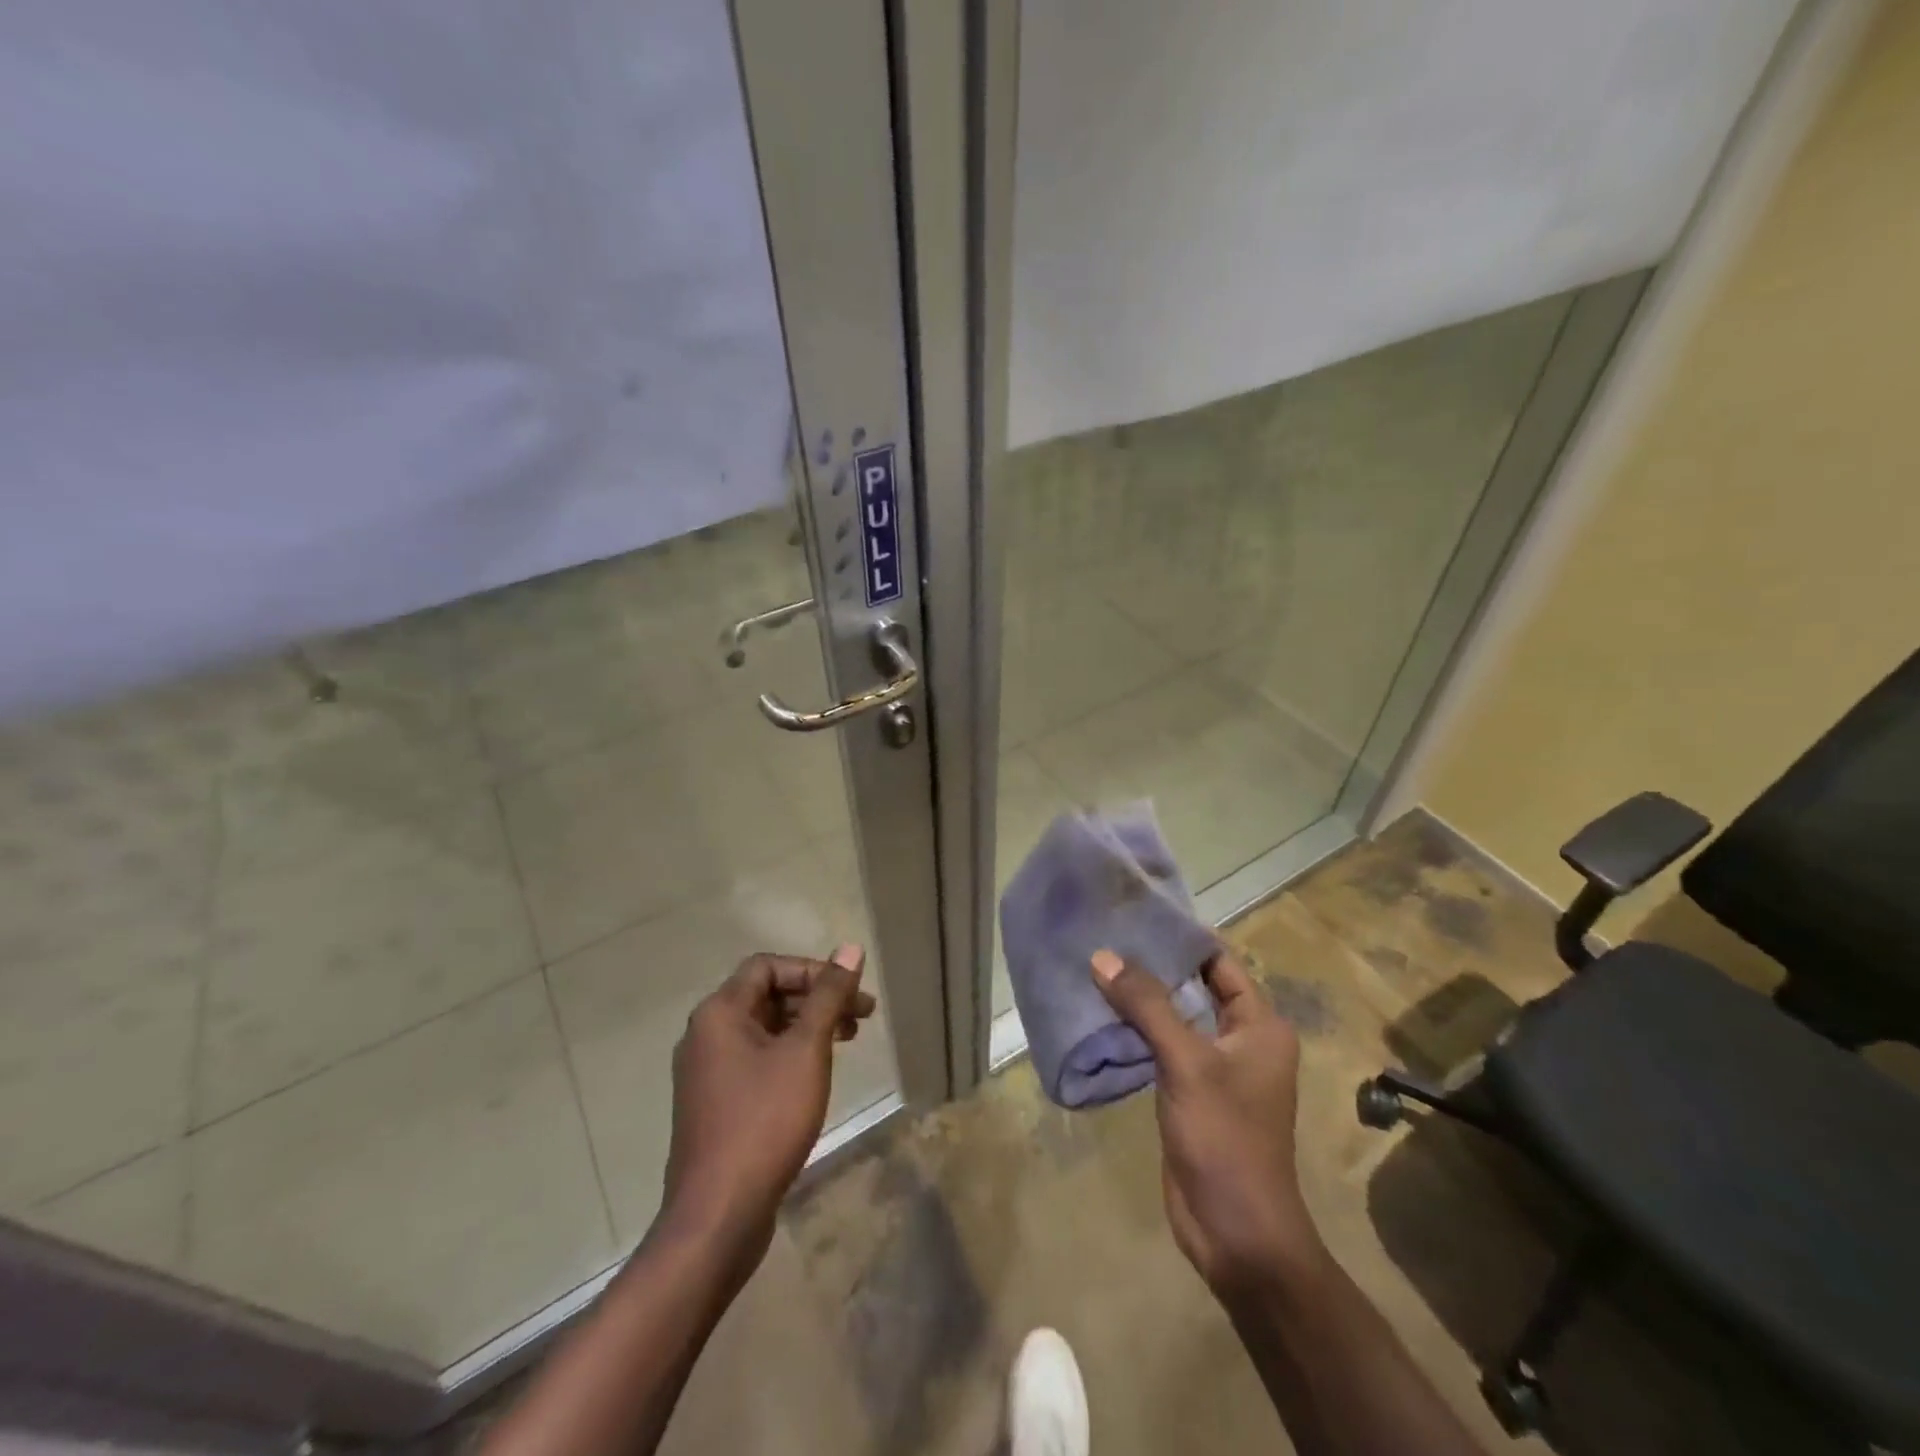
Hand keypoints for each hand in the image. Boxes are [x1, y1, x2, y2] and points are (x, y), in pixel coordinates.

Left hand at [658, 945, 873, 1278]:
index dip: (813, 970)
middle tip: (863, 1016)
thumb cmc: (765, 1121)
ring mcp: (707, 1072)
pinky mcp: (715, 1103)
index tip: (851, 993)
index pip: (768, 966)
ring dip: (808, 1026)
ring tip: (849, 1040)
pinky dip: (790, 1054)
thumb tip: (850, 949)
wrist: (717, 1216)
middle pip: (766, 995)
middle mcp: (706, 1034)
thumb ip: (828, 997)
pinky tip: (817, 1073)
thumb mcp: (806, 1051)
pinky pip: (756, 1059)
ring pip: (764, 1029)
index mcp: (719, 1013)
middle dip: (818, 999)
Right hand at [1091, 947, 1324, 1299]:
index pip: (1218, 962)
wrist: (1237, 1235)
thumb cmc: (1226, 1139)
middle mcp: (1240, 1039)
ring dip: (1139, 998)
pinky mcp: (1189, 1092)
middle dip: (1152, 965)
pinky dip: (1134, 1030)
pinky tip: (1098, 1013)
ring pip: (1174, 1017)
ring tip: (1094, 965)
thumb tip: (1103, 955)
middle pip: (1193, 986)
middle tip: (1104, 935)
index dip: (1180, 938)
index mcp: (1259, 1025)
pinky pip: (1161, 1046)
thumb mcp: (1187, 1064)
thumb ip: (1147, 1006)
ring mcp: (1214, 1067)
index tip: (1136, 912)